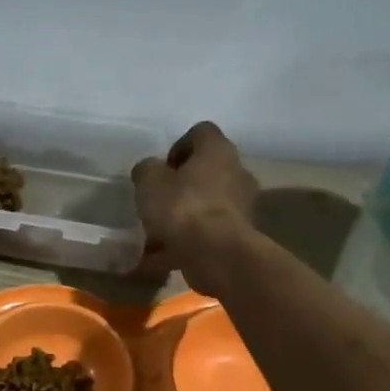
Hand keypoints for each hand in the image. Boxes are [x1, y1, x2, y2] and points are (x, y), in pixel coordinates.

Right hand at [130, 122, 259, 293]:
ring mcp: (243, 205)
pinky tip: (162, 257)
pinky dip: (188, 242)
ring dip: (183, 217)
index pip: (201, 133)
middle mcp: (237, 171)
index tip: (162, 169)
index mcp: (217, 150)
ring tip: (155, 237)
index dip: (178, 146)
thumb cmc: (182, 208)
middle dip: (181, 186)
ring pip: (206, 205)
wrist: (216, 254)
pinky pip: (208, 233)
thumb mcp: (149, 182)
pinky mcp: (240, 235)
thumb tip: (150, 170)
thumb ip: (147, 170)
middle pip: (206, 171)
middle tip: (158, 202)